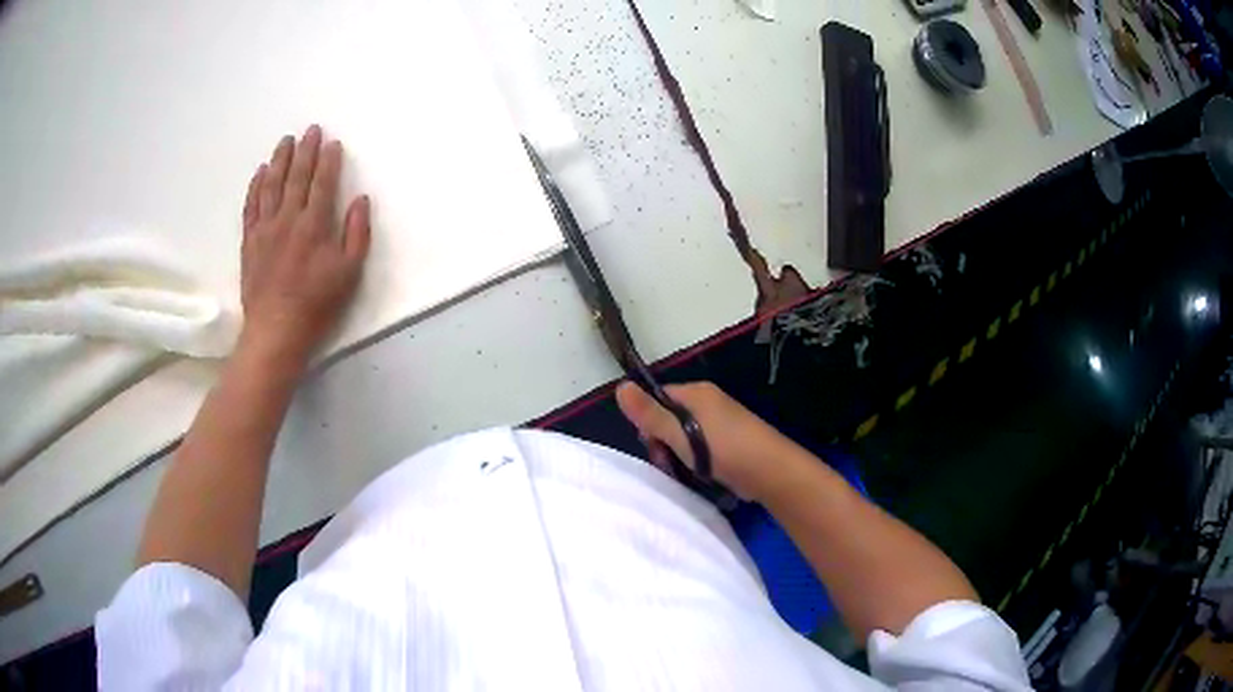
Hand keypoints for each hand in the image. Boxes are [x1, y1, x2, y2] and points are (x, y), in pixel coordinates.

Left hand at [238, 125, 370, 366]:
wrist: (275, 330)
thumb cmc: (316, 304)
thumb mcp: (349, 273)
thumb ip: (356, 234)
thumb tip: (360, 200)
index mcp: (315, 225)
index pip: (323, 183)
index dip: (328, 160)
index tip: (332, 142)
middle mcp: (288, 219)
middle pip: (297, 177)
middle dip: (305, 151)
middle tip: (310, 129)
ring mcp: (265, 228)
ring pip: (272, 186)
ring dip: (279, 160)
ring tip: (285, 141)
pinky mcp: (250, 241)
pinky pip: (251, 206)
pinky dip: (255, 186)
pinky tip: (260, 172)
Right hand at [615, 381, 803, 500]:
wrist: (771, 472)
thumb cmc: (724, 449)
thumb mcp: (680, 433)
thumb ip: (650, 414)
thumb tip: (620, 386)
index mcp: (697, 393)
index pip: (658, 399)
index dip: (649, 423)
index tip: (652, 447)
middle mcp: (708, 403)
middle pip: (669, 420)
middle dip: (663, 445)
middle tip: (670, 465)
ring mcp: (721, 423)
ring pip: (685, 439)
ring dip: (679, 458)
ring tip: (687, 475)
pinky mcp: (730, 443)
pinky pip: (702, 450)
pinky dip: (697, 463)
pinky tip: (702, 477)